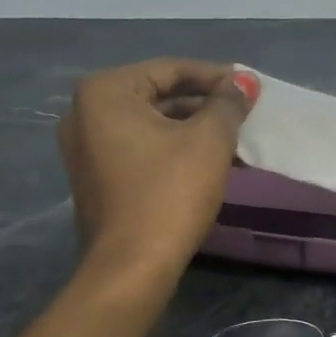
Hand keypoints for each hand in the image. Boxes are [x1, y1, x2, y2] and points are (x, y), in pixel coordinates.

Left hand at [58, 59, 251, 277]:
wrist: (132, 266)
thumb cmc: (170, 193)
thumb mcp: (208, 141)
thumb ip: (228, 104)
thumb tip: (245, 81)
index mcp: (106, 92)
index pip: (170, 70)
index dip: (216, 76)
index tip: (250, 87)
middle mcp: (85, 113)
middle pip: (158, 95)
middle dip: (204, 103)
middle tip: (244, 112)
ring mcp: (85, 148)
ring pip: (150, 125)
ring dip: (192, 128)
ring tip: (234, 137)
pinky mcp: (95, 178)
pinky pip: (140, 149)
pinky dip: (172, 149)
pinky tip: (208, 160)